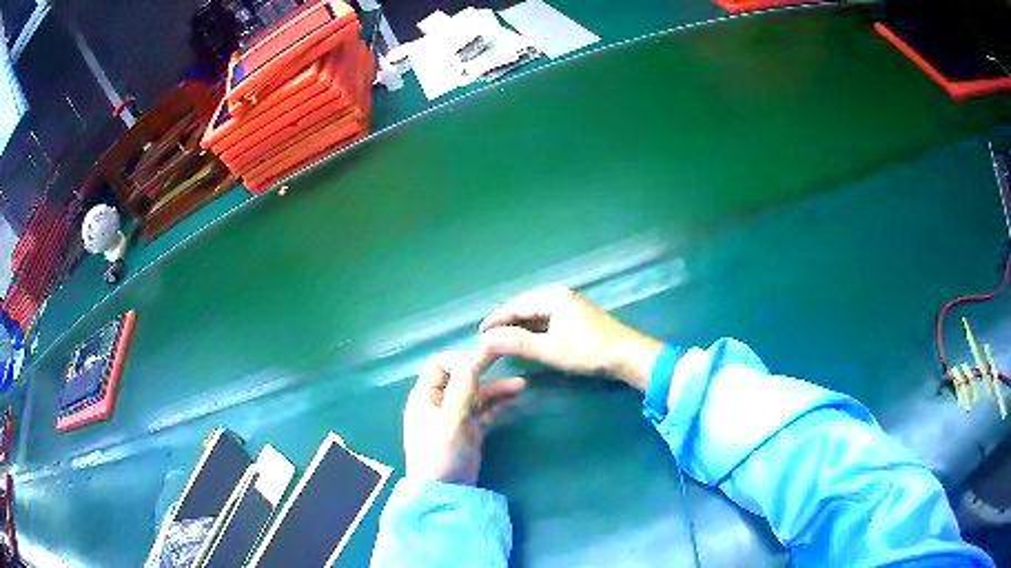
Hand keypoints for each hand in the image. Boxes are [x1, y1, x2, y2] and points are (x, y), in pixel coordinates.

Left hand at [403, 352, 525, 484]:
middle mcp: (439, 402)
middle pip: (461, 376)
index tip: (482, 366)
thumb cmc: (441, 456)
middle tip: (507, 359)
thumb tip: (471, 360)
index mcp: (426, 396)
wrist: (446, 494)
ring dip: (497, 388)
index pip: (440, 364)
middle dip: (483, 369)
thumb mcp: (451, 422)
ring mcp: (455, 416)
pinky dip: (498, 404)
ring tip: (522, 386)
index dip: (460, 360)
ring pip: (476, 394)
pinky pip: (485, 410)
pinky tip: (515, 401)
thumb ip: (462, 391)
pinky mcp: (469, 430)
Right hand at [478, 287, 662, 390]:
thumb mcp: (551, 350)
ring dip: (518, 327)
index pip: (515, 305)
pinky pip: (545, 320)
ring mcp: (569, 306)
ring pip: (535, 314)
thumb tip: (486, 340)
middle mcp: (559, 295)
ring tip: (501, 341)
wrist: (628, 356)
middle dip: (505, 322)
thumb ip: (518, 343)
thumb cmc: (590, 351)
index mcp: (553, 297)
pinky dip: (532, 330)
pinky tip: (526, 341)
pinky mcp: (576, 317)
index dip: (495, 320)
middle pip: (524, 307)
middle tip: (487, 339)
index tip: (479, 334)